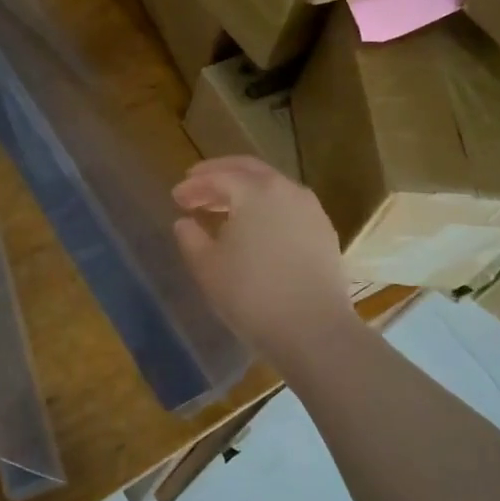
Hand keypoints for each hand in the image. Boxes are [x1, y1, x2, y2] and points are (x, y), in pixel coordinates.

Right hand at [172, 156, 352, 357]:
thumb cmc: (251, 294)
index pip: (217, 177)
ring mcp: (310, 210)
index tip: (175, 197)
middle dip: (219, 174)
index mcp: (255, 190)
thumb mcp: (207, 266)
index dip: (193, 185)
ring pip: (271, 187)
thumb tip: (185, 223)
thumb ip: (190, 238)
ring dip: (244, 190)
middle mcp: (286, 189)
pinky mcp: (324, 232)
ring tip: (223, 207)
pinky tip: (255, 228)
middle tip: (196, 184)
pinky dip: (265, 207)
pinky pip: (288, 206)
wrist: (313, 330)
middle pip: (248, 170)